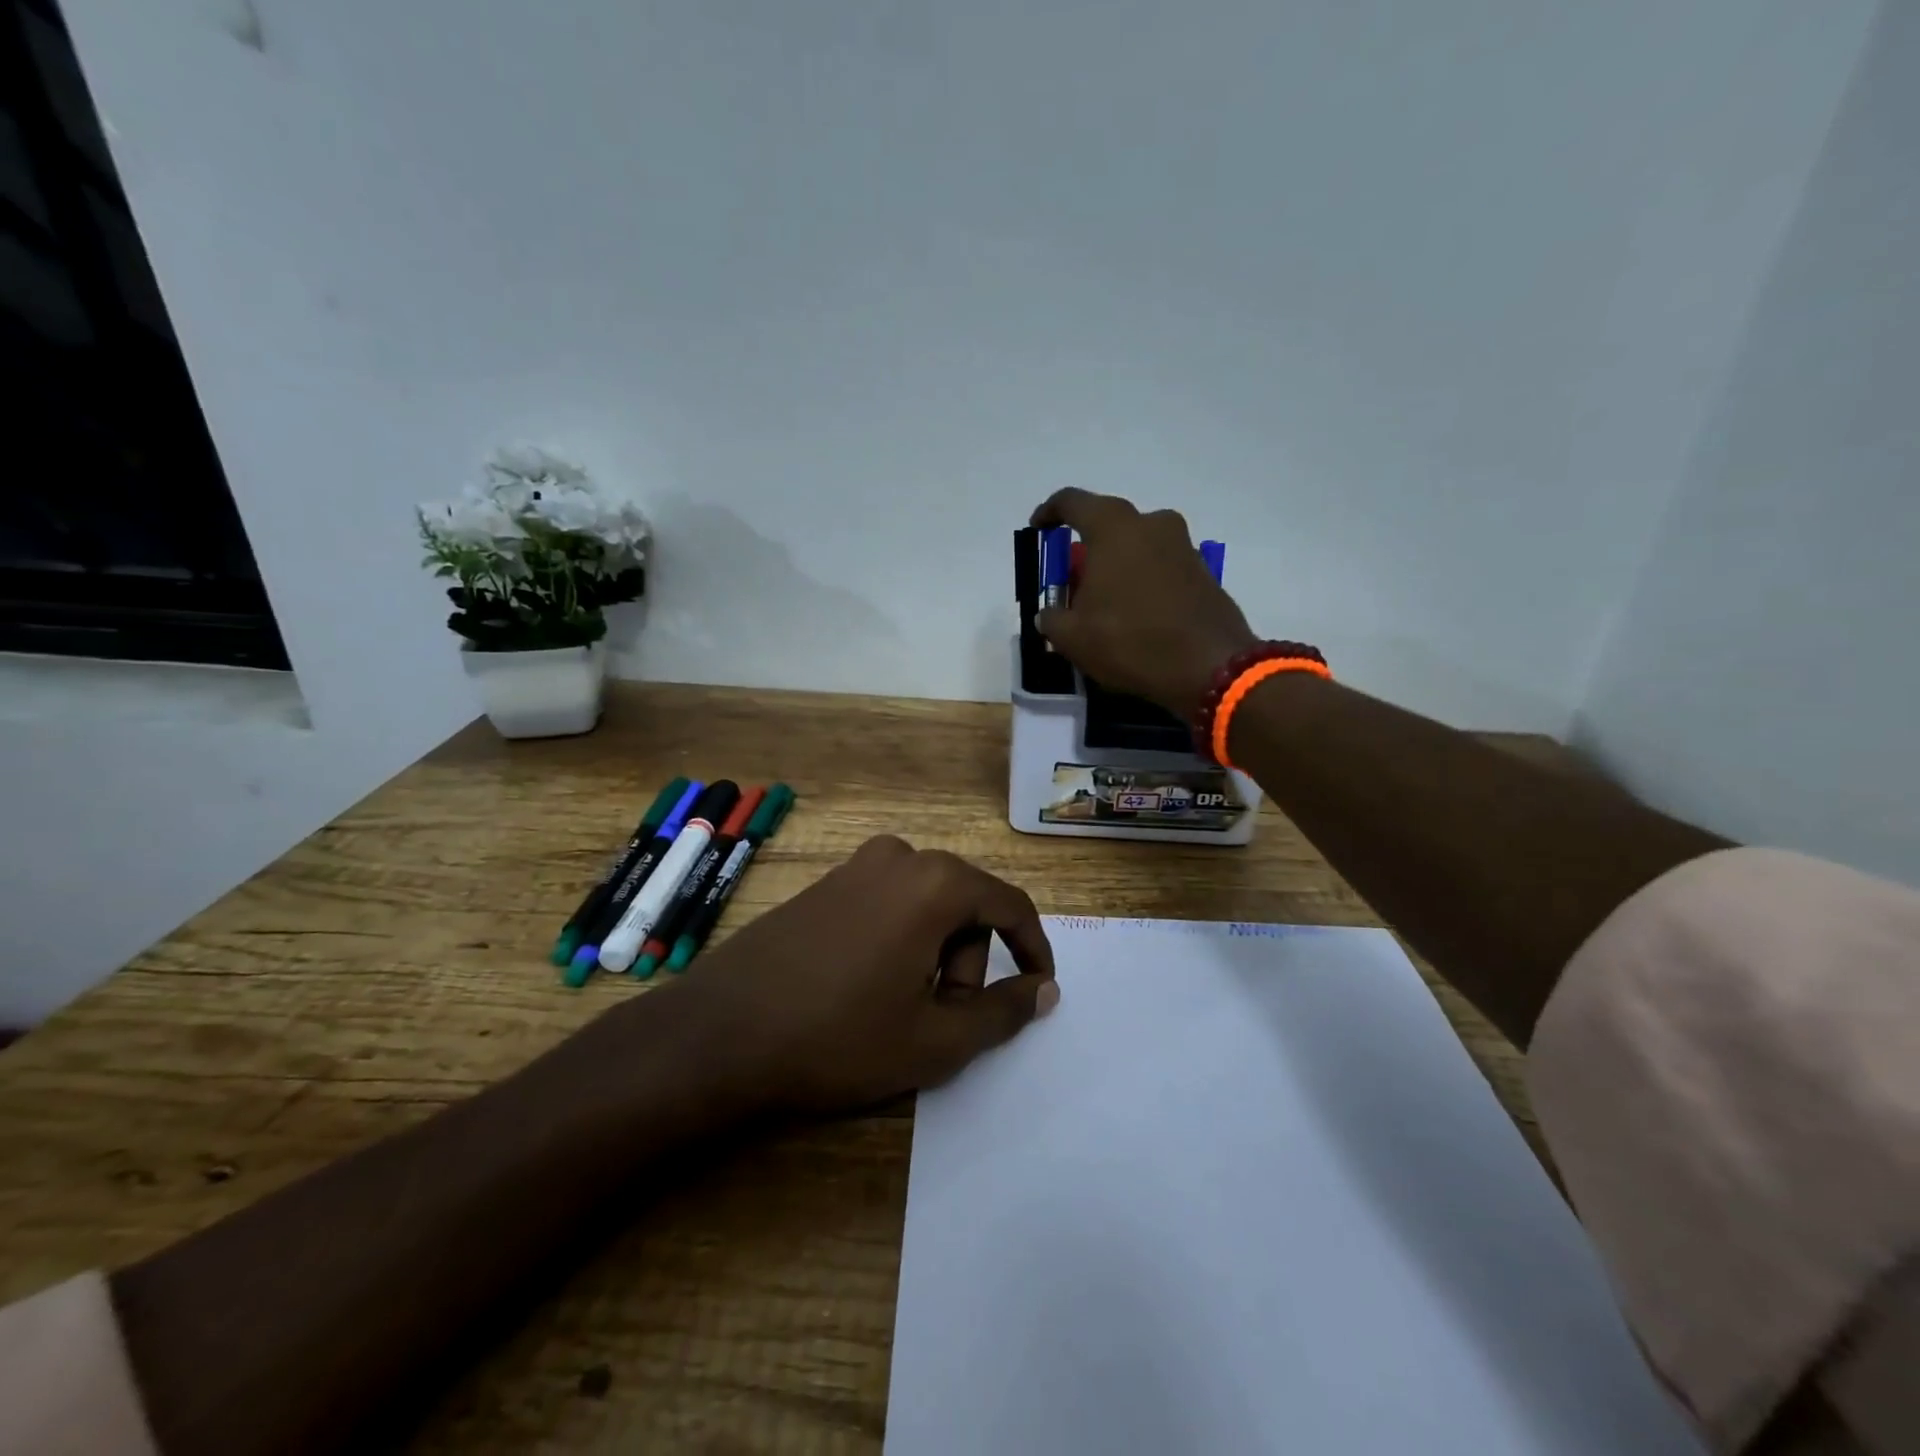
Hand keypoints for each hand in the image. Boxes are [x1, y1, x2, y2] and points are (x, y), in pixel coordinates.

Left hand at [672, 835, 1059, 1114]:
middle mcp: (900, 857)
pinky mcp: (826, 884)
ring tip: (897, 1011)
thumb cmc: (838, 1037)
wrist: (718, 1033)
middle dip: (967, 963)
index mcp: (935, 882)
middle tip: (938, 1020)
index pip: (1010, 905)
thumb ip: (1002, 1012)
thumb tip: (1044, 988)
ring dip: (932, 957)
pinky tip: (864, 989)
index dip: (1033, 949)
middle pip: (966, 906)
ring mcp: (856, 866)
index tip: (1036, 990)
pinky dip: (898, 943)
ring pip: (927, 907)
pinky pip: (889, 905)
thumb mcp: (934, 1039)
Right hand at [1032, 489, 1258, 718]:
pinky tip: (1134, 615)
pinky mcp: (1202, 571)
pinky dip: (1142, 581)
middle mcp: (1151, 524)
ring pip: (1137, 545)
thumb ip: (1051, 618)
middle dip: (1086, 549)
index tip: (1039, 530)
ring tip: (1103, 604)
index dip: (1049, 512)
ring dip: (1117, 566)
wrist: (1210, 668)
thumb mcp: (1073, 638)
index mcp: (1114, 528)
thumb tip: (1049, 614)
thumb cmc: (1131, 642)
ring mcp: (1183, 545)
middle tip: (1072, 582)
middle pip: (1108, 524)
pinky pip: (1160, 566)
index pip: (1072, 502)